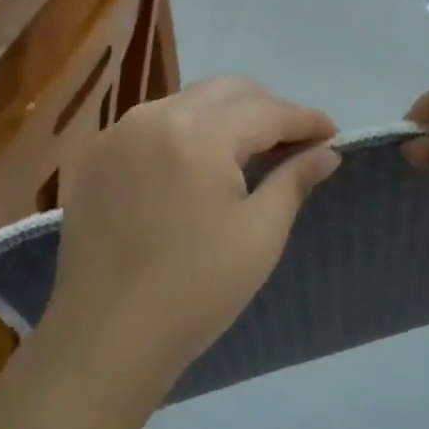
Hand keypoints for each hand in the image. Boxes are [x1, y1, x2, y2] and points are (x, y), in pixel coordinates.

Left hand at [39, 77, 339, 407]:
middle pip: (226, 91)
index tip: (333, 134)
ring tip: (247, 154)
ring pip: (187, 102)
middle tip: (293, 143)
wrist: (106, 337)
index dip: (306, 119)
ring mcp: (118, 133)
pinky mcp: (94, 156)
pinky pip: (151, 125)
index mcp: (198, 132)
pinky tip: (194, 168)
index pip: (266, 110)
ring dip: (224, 118)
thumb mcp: (260, 235)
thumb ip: (293, 180)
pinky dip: (183, 133)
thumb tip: (326, 152)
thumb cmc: (196, 289)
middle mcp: (154, 116)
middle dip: (267, 108)